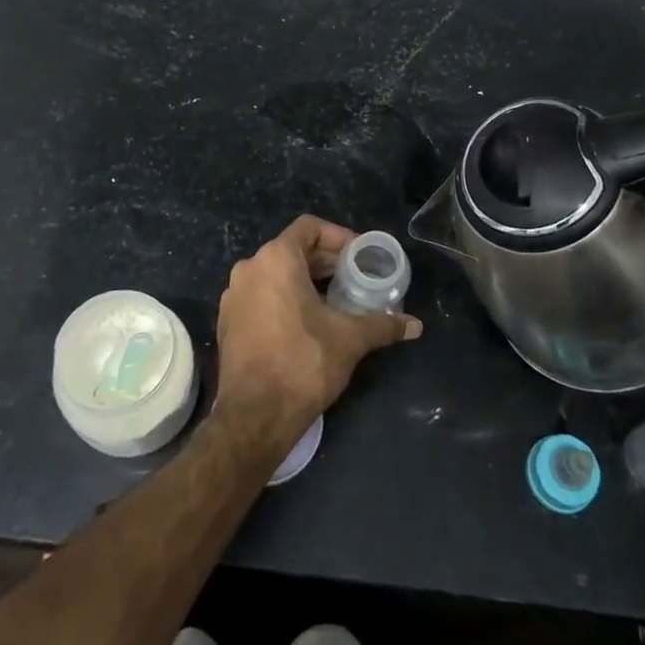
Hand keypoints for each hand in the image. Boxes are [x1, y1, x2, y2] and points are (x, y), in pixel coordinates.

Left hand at [214, 215, 421, 436]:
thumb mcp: (350, 339)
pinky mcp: (228, 322)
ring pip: (275, 274)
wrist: (254, 416)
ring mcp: (234, 296)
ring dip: (305, 280)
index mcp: (276, 259)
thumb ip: (383, 325)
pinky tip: (307, 322)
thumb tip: (415, 325)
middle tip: (354, 277)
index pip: (309, 228)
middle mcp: (249, 269)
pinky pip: (261, 295)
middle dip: (325, 261)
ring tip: (335, 299)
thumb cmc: (303, 363)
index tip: (360, 256)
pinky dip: (284, 298)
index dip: (338, 236)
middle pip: (292, 250)